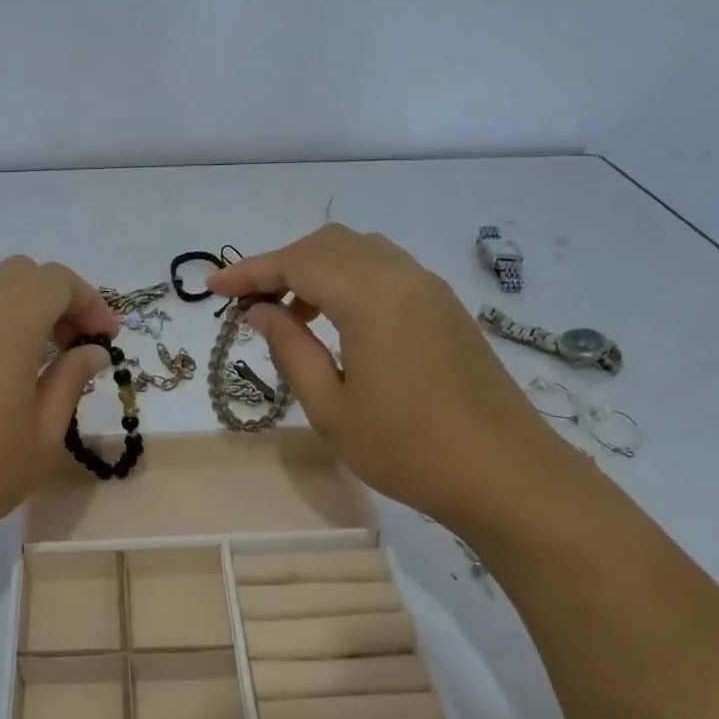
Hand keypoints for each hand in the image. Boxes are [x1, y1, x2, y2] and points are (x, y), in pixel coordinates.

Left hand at [0, 257, 118, 564]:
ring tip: (34, 360)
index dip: (90, 302)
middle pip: (23, 273)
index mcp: (8, 322)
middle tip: (73, 346)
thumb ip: (70, 382)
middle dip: (57, 300)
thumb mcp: (40, 438)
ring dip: (20, 308)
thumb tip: (92, 352)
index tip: (105, 340)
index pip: (58, 280)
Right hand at [208, 225, 582, 530]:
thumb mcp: (332, 409)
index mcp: (372, 298)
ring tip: (290, 315)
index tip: (212, 288)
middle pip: (327, 244)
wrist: (506, 475)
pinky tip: (335, 321)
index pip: (297, 263)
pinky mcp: (445, 306)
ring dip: (315, 269)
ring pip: (359, 251)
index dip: (249, 271)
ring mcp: (429, 288)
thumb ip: (291, 350)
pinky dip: (348, 279)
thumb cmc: (409, 450)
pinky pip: (385, 269)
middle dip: (280, 264)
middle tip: (249, 304)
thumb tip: (262, 312)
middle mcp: (403, 277)